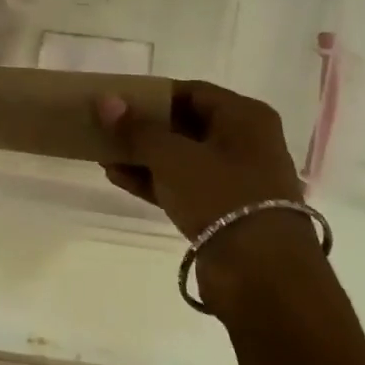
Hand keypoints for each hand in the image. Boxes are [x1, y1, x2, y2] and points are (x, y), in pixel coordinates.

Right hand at [96, 82, 312, 314]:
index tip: (117, 100)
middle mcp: (245, 142)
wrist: (260, 273)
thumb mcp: (172, 156)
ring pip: (181, 158)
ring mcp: (235, 179)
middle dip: (144, 127)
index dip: (152, 94)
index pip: (191, 91)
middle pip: (185, 125)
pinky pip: (182, 186)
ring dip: (143, 156)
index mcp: (245, 117)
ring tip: (104, 153)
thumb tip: (105, 100)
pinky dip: (153, 181)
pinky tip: (117, 177)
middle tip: (106, 126)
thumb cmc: (221, 195)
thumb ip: (136, 128)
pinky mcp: (223, 212)